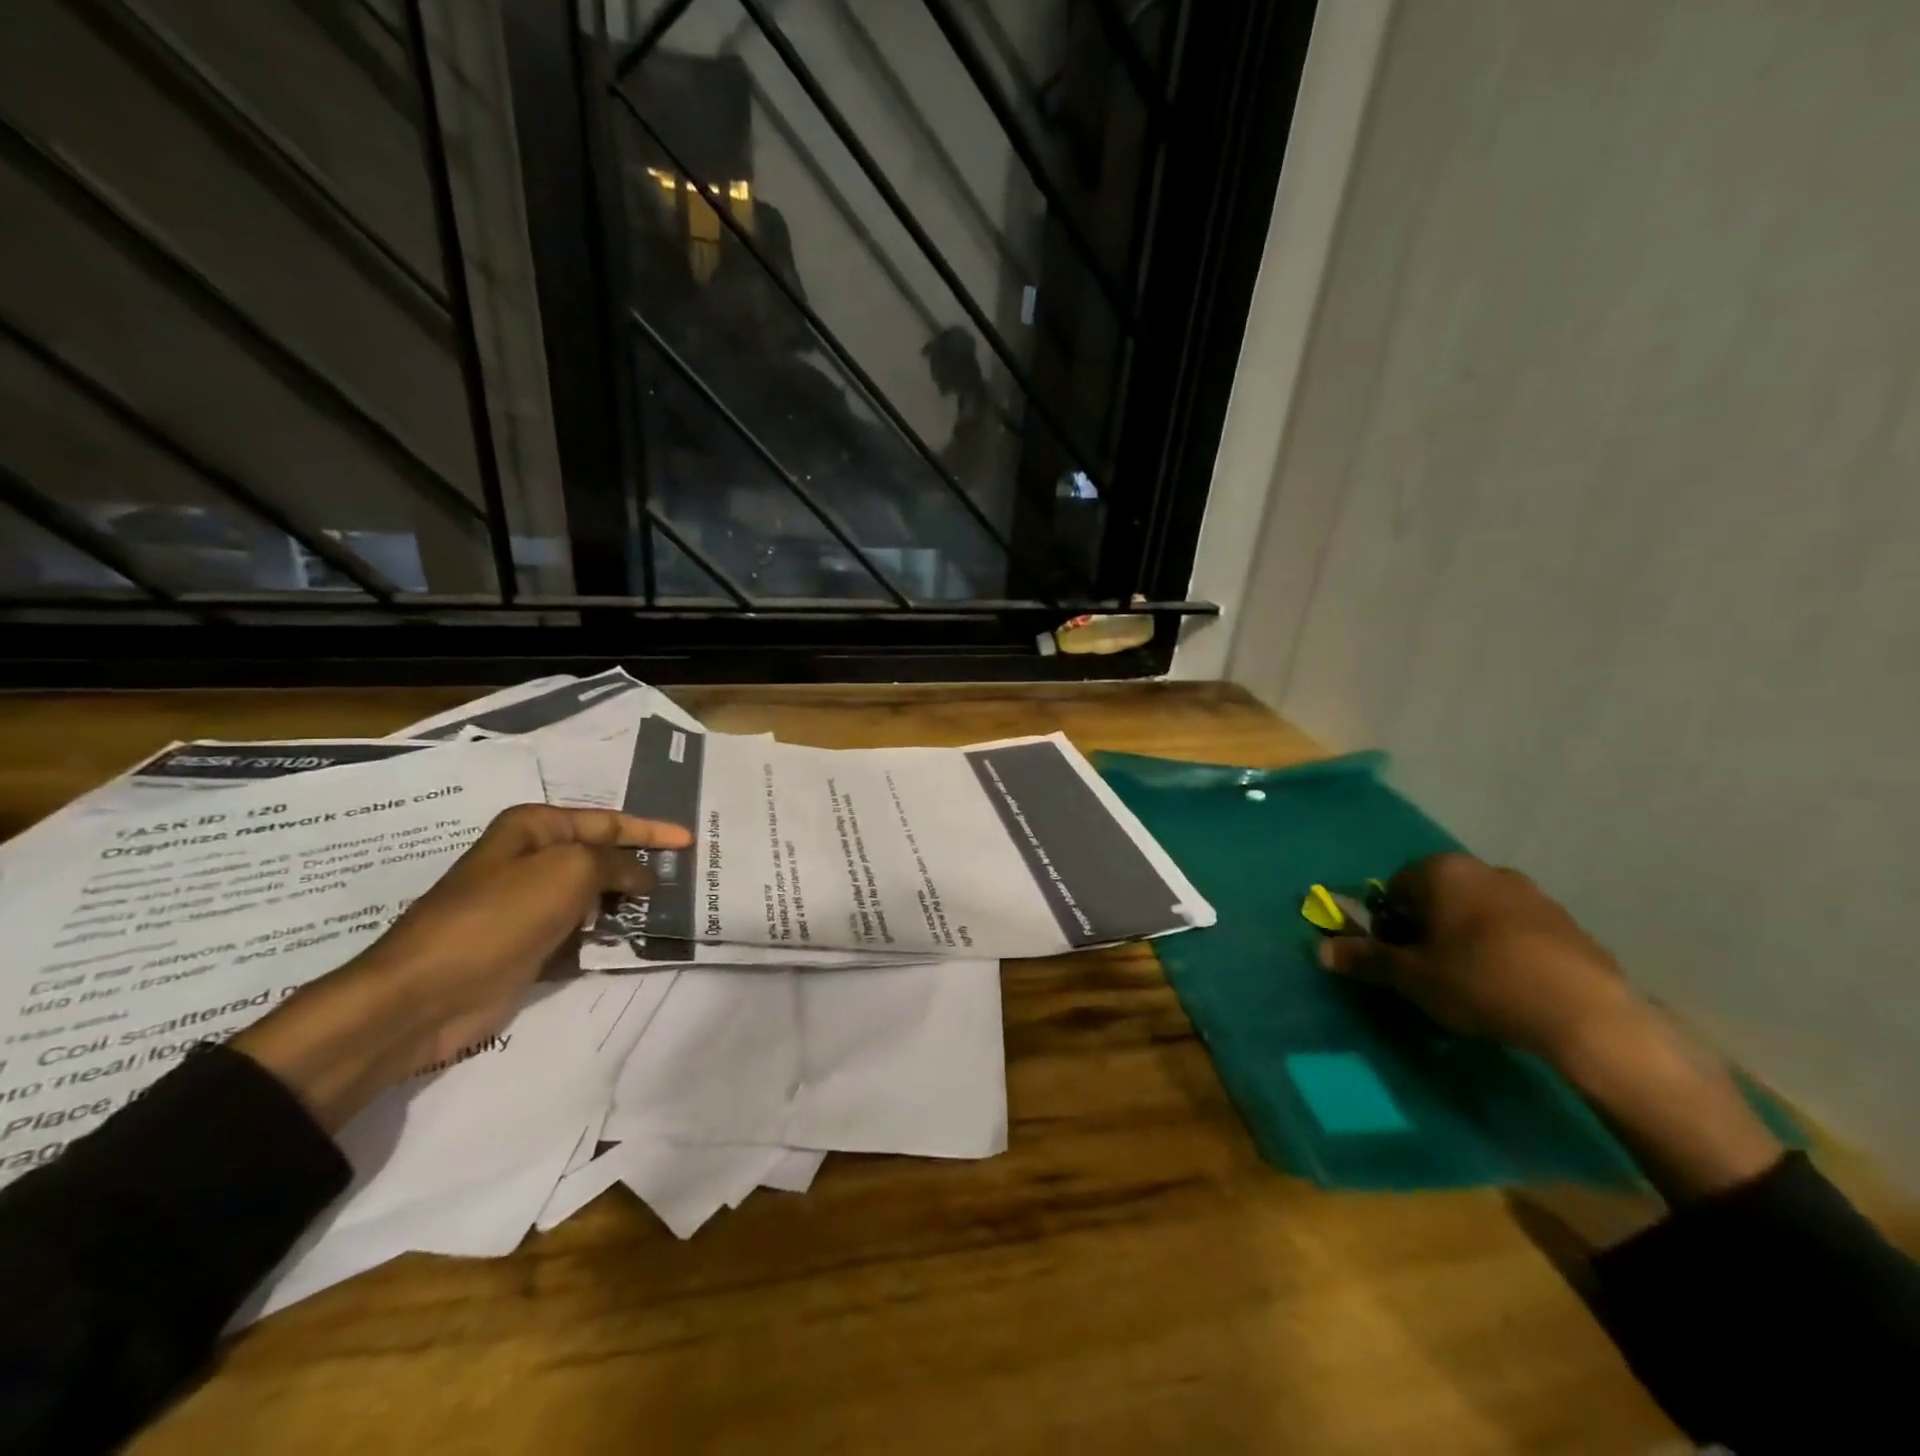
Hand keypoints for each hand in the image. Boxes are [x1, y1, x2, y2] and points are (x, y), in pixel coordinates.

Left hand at [232, 805, 691, 1130]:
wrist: (424, 996)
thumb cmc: (498, 917)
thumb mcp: (569, 871)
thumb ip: (616, 863)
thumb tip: (643, 875)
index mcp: (534, 829)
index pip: (607, 822)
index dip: (651, 831)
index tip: (690, 842)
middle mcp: (532, 861)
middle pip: (602, 859)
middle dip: (642, 869)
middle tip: (686, 880)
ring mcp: (529, 907)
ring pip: (595, 899)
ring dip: (629, 906)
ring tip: (672, 912)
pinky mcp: (530, 947)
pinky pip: (582, 934)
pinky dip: (608, 937)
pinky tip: (638, 943)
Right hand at [1318, 852, 1637, 1061]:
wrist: (1586, 1015)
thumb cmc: (1480, 981)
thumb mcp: (1411, 976)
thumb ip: (1365, 958)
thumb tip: (1320, 949)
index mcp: (1442, 871)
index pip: (1394, 888)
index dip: (1387, 924)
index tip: (1395, 959)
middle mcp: (1484, 869)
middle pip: (1437, 896)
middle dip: (1426, 928)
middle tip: (1428, 971)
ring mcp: (1531, 893)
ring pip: (1477, 912)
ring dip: (1465, 938)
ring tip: (1470, 983)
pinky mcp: (1566, 923)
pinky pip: (1515, 930)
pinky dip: (1503, 949)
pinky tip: (1509, 986)